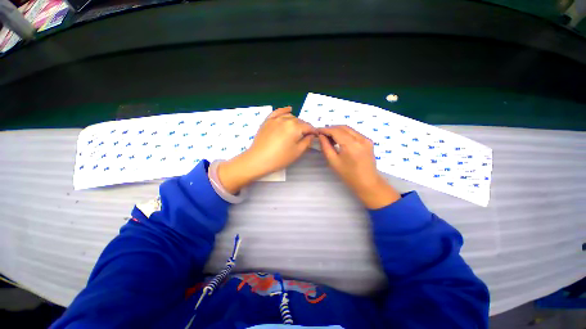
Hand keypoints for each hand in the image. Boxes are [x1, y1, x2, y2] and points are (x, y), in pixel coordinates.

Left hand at [218, 107, 316, 192]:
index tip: (316, 136)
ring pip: (290, 117)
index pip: (308, 127)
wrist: (258, 159)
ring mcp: (275, 119)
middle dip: (305, 128)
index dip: (313, 132)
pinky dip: (284, 110)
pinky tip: (289, 110)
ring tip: (297, 130)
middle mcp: (286, 120)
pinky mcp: (267, 121)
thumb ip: (307, 142)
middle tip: (306, 136)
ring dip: (296, 122)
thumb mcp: (297, 152)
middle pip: (300, 122)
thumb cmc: (280, 158)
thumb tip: (311, 135)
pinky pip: (278, 112)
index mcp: (295, 127)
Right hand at [318, 126, 399, 208]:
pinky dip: (345, 134)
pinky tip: (340, 140)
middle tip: (322, 135)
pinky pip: (354, 133)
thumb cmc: (348, 175)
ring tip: (330, 138)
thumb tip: (321, 136)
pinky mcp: (368, 141)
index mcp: (351, 145)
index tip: (317, 131)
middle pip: (343, 127)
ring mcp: (366, 139)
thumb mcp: (333, 161)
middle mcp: (360, 138)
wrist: (367, 182)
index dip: (325, 129)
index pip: (336, 131)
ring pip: (349, 129)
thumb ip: (326, 147)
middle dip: (331, 129)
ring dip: (338, 130)